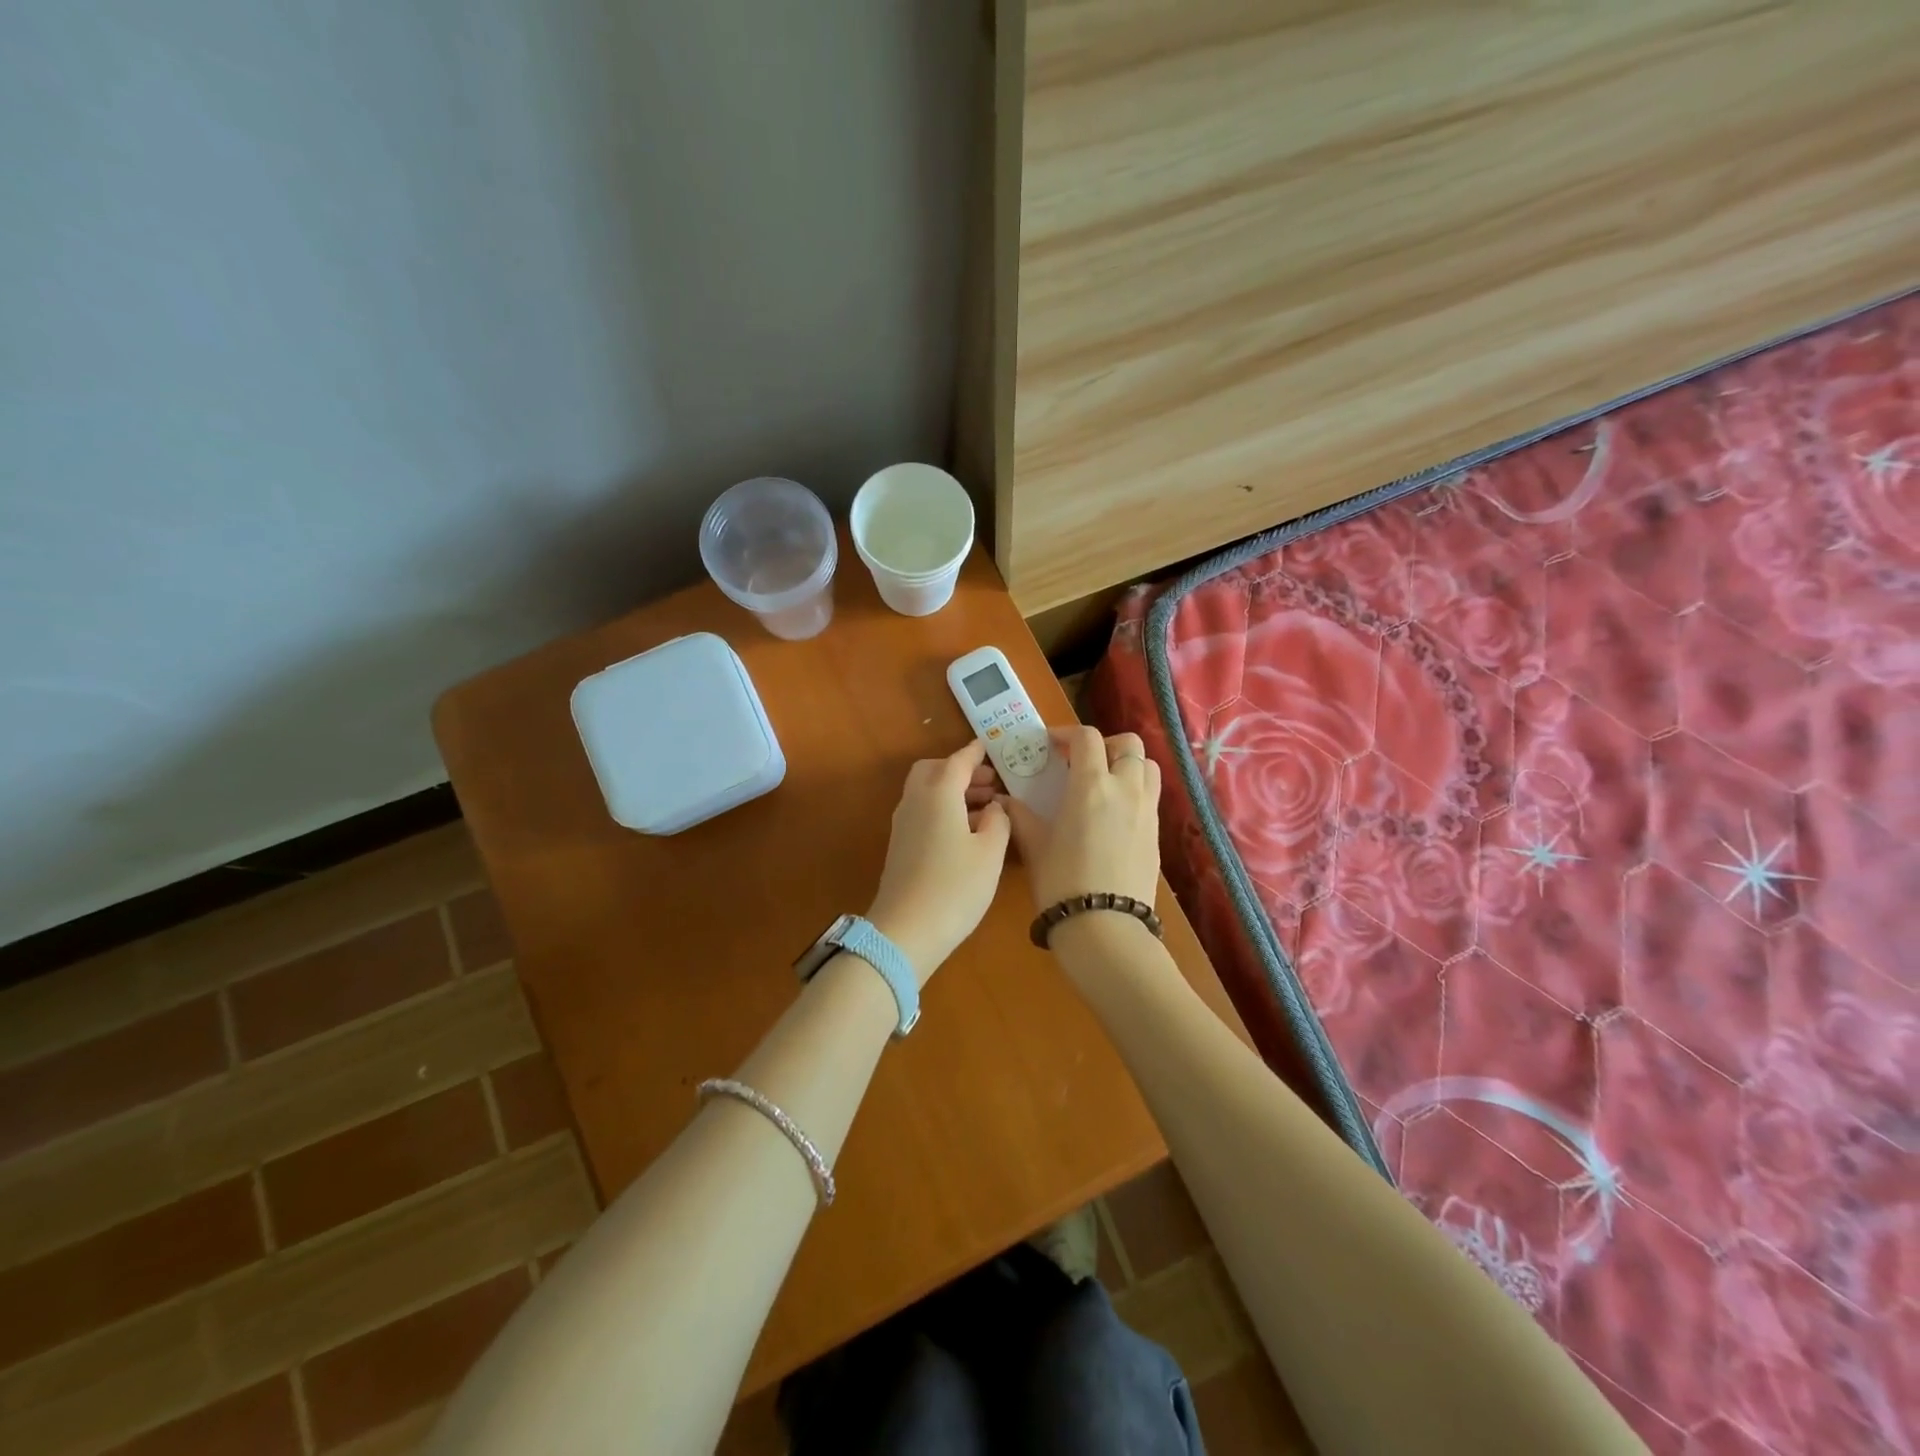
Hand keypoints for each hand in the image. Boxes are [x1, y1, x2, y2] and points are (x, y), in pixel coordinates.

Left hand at [866, 740, 1012, 981]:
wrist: (905, 931)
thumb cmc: (955, 887)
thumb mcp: (990, 853)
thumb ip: (999, 821)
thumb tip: (995, 806)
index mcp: (939, 793)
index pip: (959, 760)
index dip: (977, 752)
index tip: (992, 747)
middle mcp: (916, 801)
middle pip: (934, 770)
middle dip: (962, 771)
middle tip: (991, 784)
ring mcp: (903, 824)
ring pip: (927, 792)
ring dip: (954, 791)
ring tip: (988, 808)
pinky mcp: (901, 845)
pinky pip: (924, 812)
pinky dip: (944, 809)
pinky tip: (968, 832)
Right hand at [1001, 728, 1160, 913]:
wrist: (1105, 927)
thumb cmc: (1061, 882)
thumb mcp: (1034, 846)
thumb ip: (1020, 816)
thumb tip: (1004, 801)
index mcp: (1091, 785)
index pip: (1086, 738)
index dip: (1066, 734)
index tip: (1050, 746)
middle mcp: (1125, 789)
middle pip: (1129, 744)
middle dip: (1105, 744)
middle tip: (1082, 762)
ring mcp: (1147, 811)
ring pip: (1147, 767)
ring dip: (1127, 764)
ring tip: (1103, 783)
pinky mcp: (1157, 834)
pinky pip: (1151, 796)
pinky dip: (1135, 791)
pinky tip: (1113, 814)